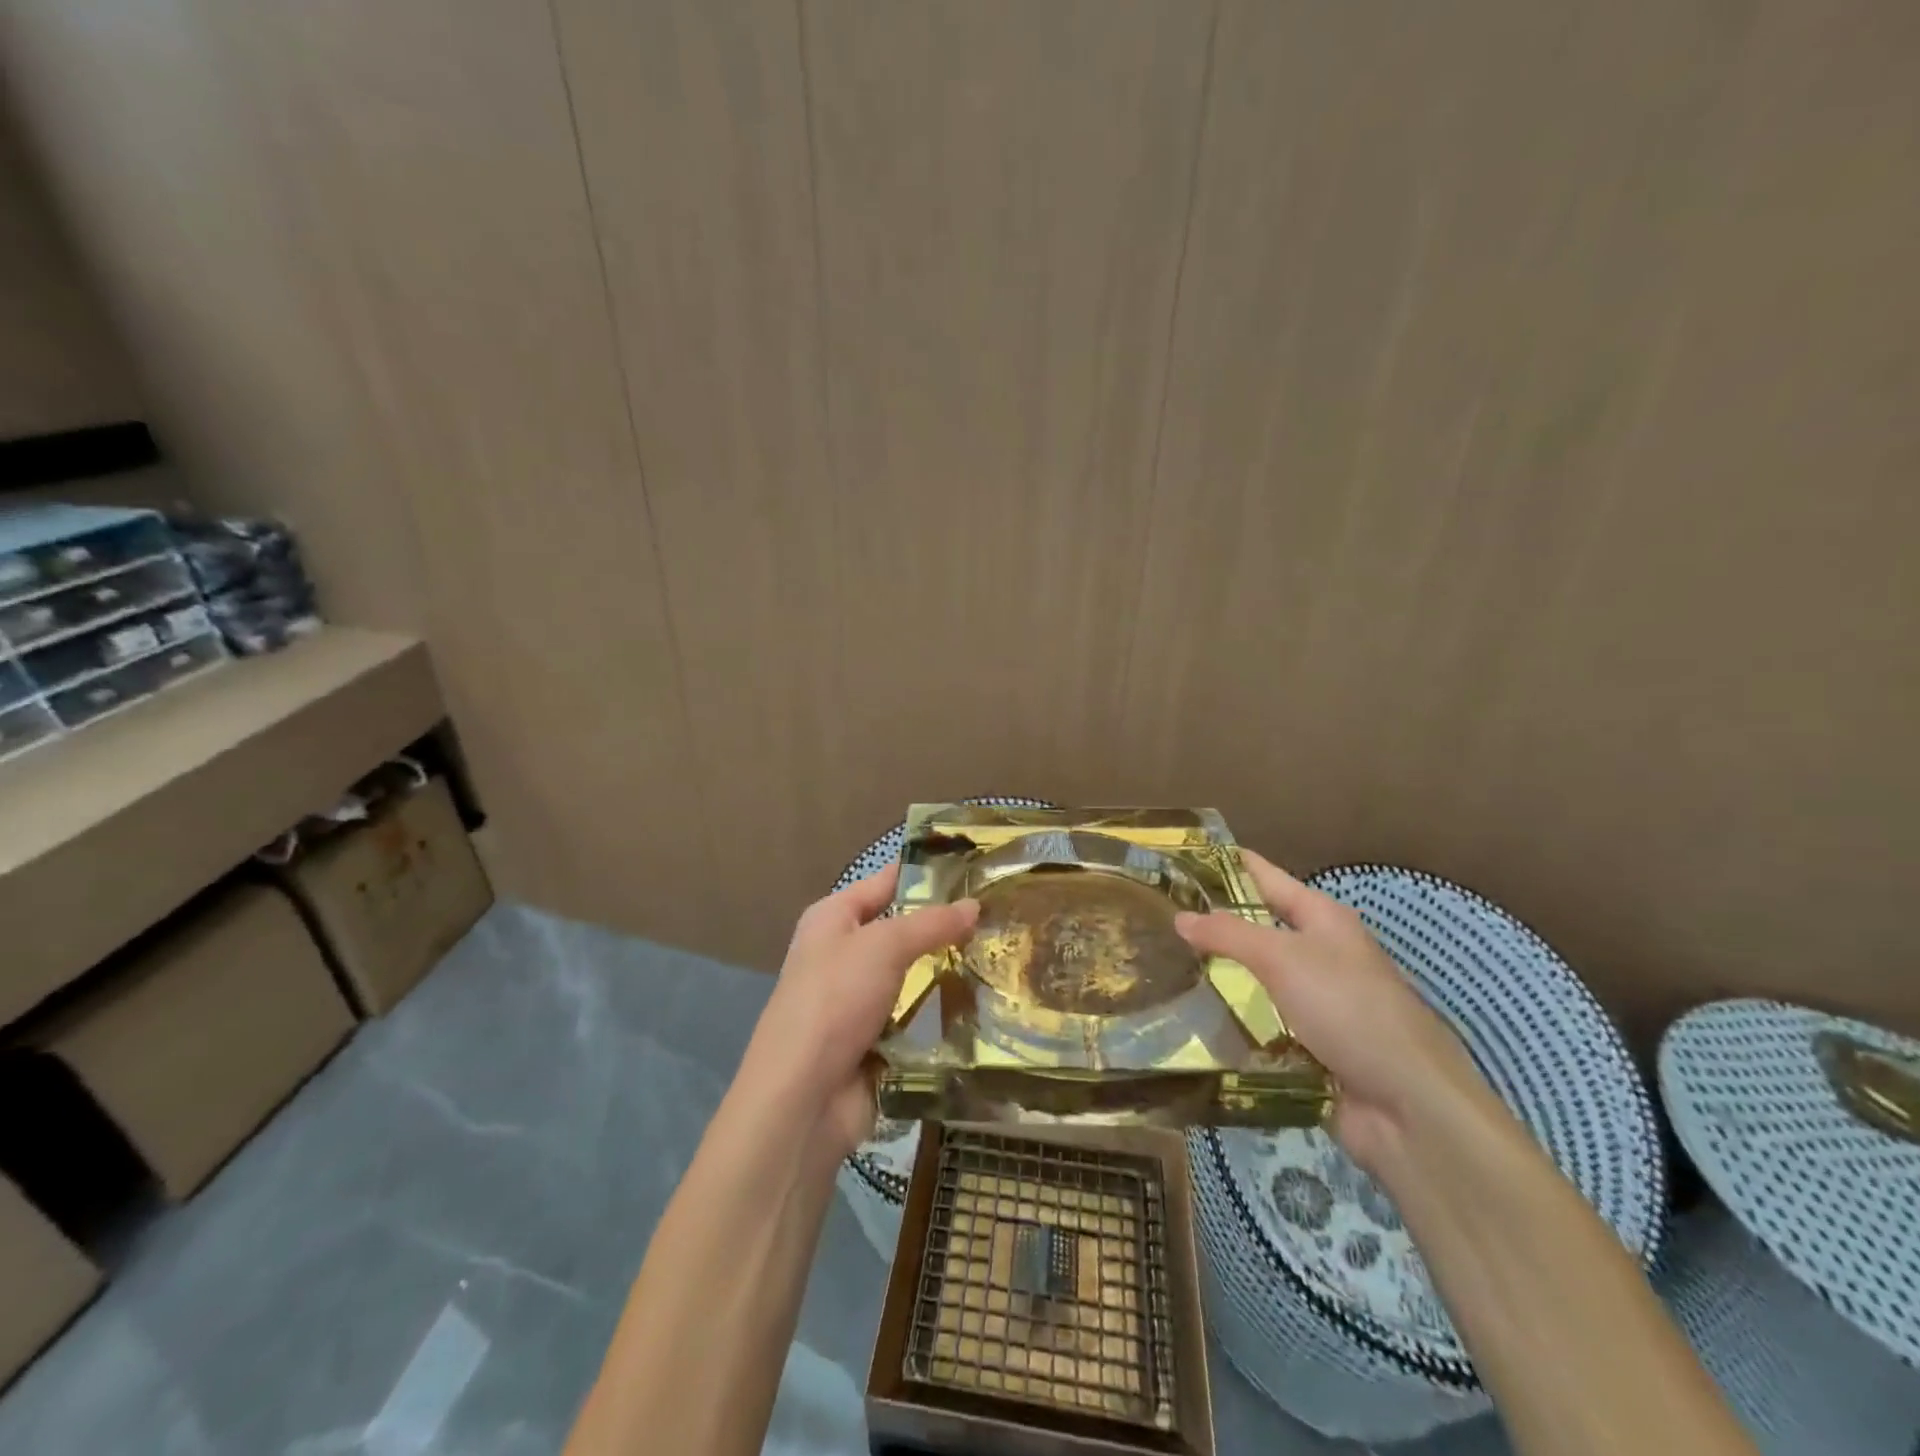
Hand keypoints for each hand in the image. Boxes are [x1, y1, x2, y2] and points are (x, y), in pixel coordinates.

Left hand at [742, 865, 978, 1159]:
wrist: (802, 1098)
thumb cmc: (835, 1001)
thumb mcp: (884, 946)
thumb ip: (931, 923)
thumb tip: (975, 905)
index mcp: (833, 918)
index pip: (885, 882)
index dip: (927, 874)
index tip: (977, 871)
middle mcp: (843, 953)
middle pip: (902, 931)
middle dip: (946, 927)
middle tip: (1001, 917)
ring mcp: (857, 1000)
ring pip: (914, 976)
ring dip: (948, 973)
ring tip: (1003, 958)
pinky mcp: (874, 1041)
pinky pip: (915, 1018)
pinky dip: (941, 1015)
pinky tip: (984, 1005)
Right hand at [1176, 851, 1491, 1172]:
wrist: (1407, 1104)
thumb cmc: (1348, 1009)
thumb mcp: (1283, 958)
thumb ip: (1228, 933)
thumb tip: (1180, 916)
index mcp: (1321, 918)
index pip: (1263, 876)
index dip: (1223, 864)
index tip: (1175, 860)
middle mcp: (1319, 952)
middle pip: (1256, 927)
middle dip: (1210, 923)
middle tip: (1155, 918)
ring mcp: (1314, 1000)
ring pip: (1254, 976)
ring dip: (1216, 974)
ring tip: (1160, 964)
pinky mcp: (1307, 1043)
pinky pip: (1259, 1020)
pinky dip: (1231, 1017)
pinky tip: (1190, 1016)